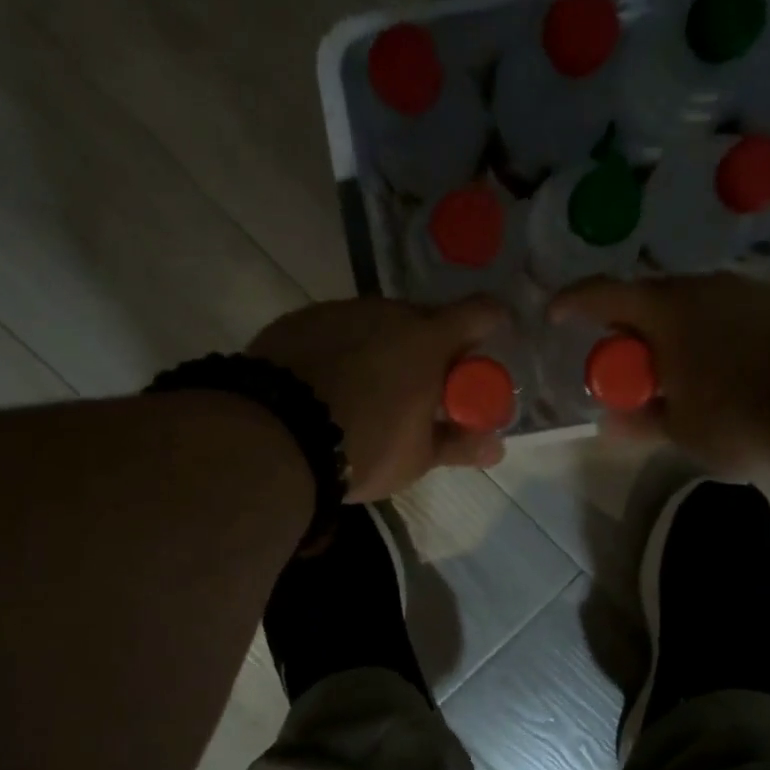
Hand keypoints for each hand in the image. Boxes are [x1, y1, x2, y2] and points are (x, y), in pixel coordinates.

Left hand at [249, 295, 509, 500]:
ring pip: (377, 323)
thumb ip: (460, 445)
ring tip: (370, 391)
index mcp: (428, 340)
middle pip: (424, 320)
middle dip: (432, 348)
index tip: (484, 351)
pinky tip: (329, 385)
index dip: (491, 327)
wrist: (274, 438)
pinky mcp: (300, 320)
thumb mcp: (417, 457)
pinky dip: (344, 350)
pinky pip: (337, 330)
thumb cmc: (364, 447)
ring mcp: (340, 311)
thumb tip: (496, 448)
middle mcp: (387, 312)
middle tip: (423, 389)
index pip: (479, 313)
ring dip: (385, 348)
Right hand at [551, 273, 769, 472]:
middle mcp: (702, 286)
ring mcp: (745, 289)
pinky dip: (710, 335)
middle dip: (629, 330)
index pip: (603, 294)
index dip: (572, 302)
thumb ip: (642, 423)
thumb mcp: (683, 431)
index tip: (554, 314)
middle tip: (626, 366)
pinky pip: (727, 313)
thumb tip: (610, 424)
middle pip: (648, 298)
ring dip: (673, 333)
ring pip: (691, 305)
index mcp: (665, 310)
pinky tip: (723, 370)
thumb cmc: (743, 415)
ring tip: (678, 374)